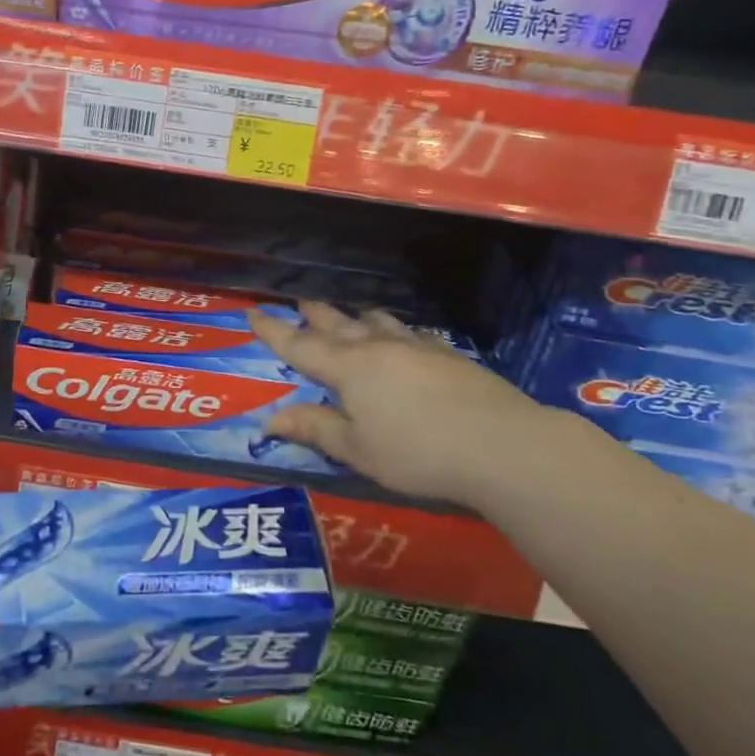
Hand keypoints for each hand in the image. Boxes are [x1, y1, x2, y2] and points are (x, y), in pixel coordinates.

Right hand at [250, 302, 563, 504]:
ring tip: (350, 315)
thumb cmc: (417, 453)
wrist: (501, 444)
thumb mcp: (357, 450)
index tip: (253, 312)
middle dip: (315, 316)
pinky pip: (410, 333)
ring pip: (377, 323)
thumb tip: (269, 420)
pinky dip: (394, 331)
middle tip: (300, 303)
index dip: (274, 331)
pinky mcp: (448, 355)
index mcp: (349, 369)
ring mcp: (416, 348)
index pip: (300, 346)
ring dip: (357, 318)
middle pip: (338, 325)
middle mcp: (378, 348)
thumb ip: (315, 429)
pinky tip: (404, 339)